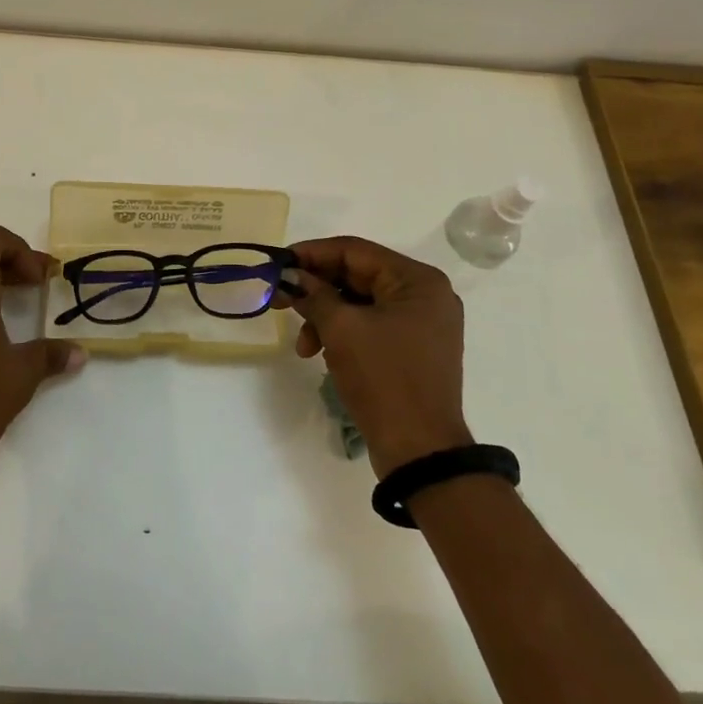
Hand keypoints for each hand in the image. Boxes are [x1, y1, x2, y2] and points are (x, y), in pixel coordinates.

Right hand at [278, 236, 472, 477]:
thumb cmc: (383, 378)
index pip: (355, 251)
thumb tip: (291, 276)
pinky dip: (342, 333)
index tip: (278, 263)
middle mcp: (425, 295)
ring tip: (303, 345)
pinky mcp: (412, 349)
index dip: (312, 254)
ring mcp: (421, 324)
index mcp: (417, 281)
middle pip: (357, 276)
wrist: (420, 452)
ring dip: (325, 317)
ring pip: (360, 303)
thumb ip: (314, 294)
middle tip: (279, 299)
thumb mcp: (342, 329)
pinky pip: (370, 325)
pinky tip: (321, 353)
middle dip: (316, 290)